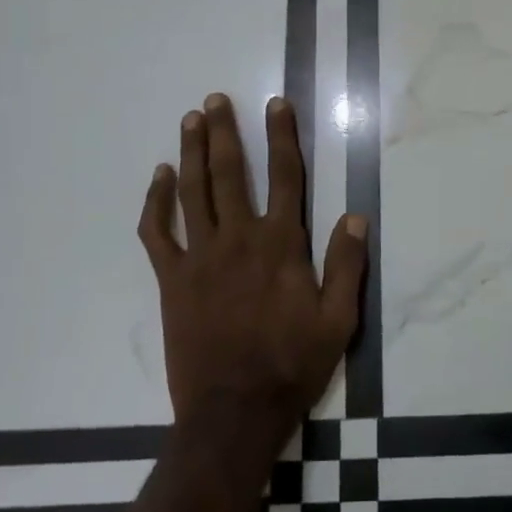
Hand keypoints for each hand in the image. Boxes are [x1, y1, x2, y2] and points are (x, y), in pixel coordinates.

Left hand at [137, 93, 366, 439]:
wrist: (234, 411)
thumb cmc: (292, 364)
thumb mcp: (339, 320)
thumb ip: (348, 265)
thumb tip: (355, 216)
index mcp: (281, 244)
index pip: (285, 175)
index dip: (282, 135)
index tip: (276, 103)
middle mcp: (239, 239)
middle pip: (230, 172)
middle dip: (224, 131)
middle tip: (216, 99)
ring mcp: (200, 257)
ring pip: (192, 192)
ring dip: (191, 152)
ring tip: (191, 119)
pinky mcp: (172, 279)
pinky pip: (158, 232)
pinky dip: (156, 202)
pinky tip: (159, 177)